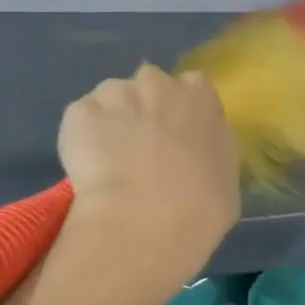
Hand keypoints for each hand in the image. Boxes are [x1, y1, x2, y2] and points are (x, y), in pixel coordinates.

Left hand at [58, 63, 240, 282]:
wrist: (146, 221)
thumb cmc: (201, 206)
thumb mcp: (226, 177)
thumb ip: (211, 151)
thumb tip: (196, 155)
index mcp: (200, 94)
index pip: (191, 89)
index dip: (180, 114)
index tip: (176, 139)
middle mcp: (157, 82)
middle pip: (148, 87)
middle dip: (143, 111)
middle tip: (141, 152)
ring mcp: (114, 93)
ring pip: (110, 100)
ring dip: (110, 124)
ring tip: (109, 166)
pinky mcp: (78, 113)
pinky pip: (80, 123)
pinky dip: (81, 142)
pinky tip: (89, 173)